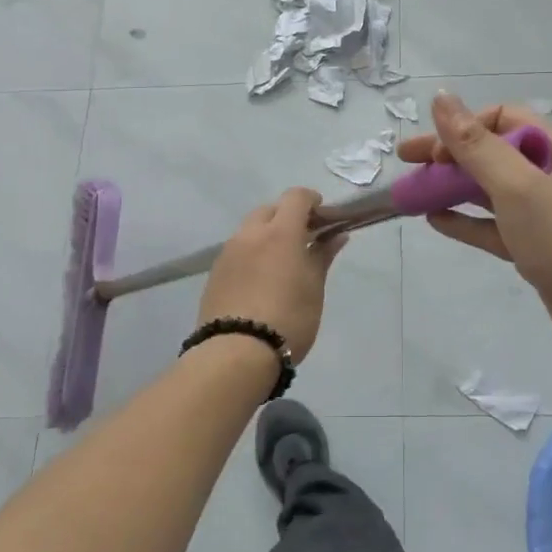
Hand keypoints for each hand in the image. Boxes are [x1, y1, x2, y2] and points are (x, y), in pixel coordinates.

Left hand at [197, 188, 346, 361]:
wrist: (236, 354)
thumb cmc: (288, 318)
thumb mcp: (314, 288)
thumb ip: (323, 255)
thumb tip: (337, 235)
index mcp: (280, 232)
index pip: (295, 197)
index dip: (312, 200)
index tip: (324, 216)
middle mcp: (250, 234)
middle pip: (269, 210)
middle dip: (287, 217)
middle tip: (304, 240)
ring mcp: (228, 253)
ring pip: (250, 230)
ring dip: (267, 235)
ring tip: (282, 263)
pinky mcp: (215, 273)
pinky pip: (237, 251)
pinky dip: (252, 254)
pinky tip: (261, 280)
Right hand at [397, 93, 551, 362]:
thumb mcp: (518, 187)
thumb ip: (476, 145)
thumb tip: (441, 97)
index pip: (503, 118)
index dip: (463, 128)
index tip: (433, 153)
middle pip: (493, 153)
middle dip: (449, 157)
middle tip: (406, 164)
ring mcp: (549, 212)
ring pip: (493, 191)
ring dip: (454, 188)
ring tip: (414, 194)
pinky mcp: (541, 246)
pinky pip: (498, 225)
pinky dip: (469, 221)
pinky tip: (436, 221)